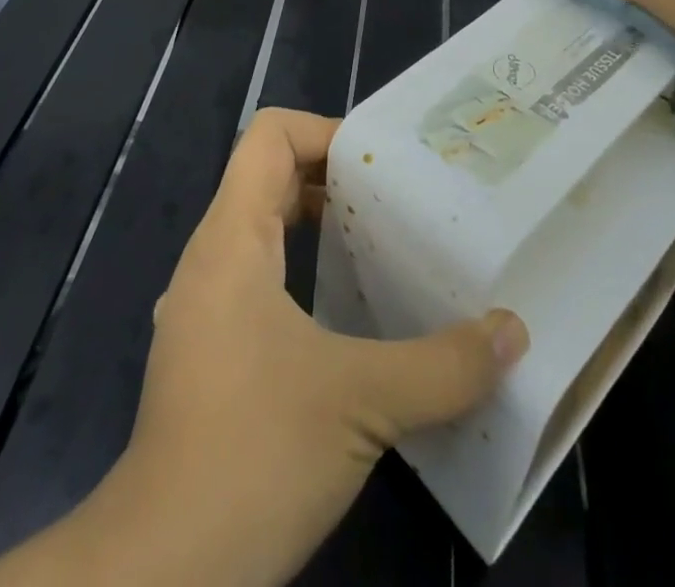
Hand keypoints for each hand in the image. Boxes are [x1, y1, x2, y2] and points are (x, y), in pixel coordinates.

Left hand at [0, 108, 527, 586]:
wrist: (163, 571)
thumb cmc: (254, 453)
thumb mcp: (361, 402)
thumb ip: (443, 365)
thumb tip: (511, 333)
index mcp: (232, 238)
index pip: (269, 136)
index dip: (325, 131)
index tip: (382, 165)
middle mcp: (211, 259)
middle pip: (269, 176)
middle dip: (334, 177)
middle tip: (398, 198)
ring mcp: (205, 307)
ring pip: (264, 229)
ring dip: (319, 225)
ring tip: (382, 244)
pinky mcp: (210, 353)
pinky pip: (259, 278)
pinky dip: (304, 271)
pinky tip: (349, 314)